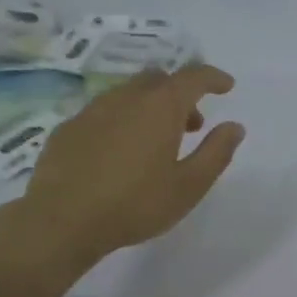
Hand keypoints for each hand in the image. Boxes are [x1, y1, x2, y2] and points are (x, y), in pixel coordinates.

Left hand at [12, 66, 243, 269]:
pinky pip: (104, 112)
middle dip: (181, 94)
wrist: (62, 220)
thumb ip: (216, 152)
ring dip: (150, 106)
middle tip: (192, 124)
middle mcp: (126, 98)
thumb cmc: (135, 205)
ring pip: (129, 93)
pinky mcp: (68, 128)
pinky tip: (120, 152)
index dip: (213, 78)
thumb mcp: (189, 186)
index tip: (226, 86)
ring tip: (157, 141)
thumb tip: (234, 126)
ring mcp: (92, 110)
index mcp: (160, 107)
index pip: (193, 76)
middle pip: (159, 79)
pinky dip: (122, 121)